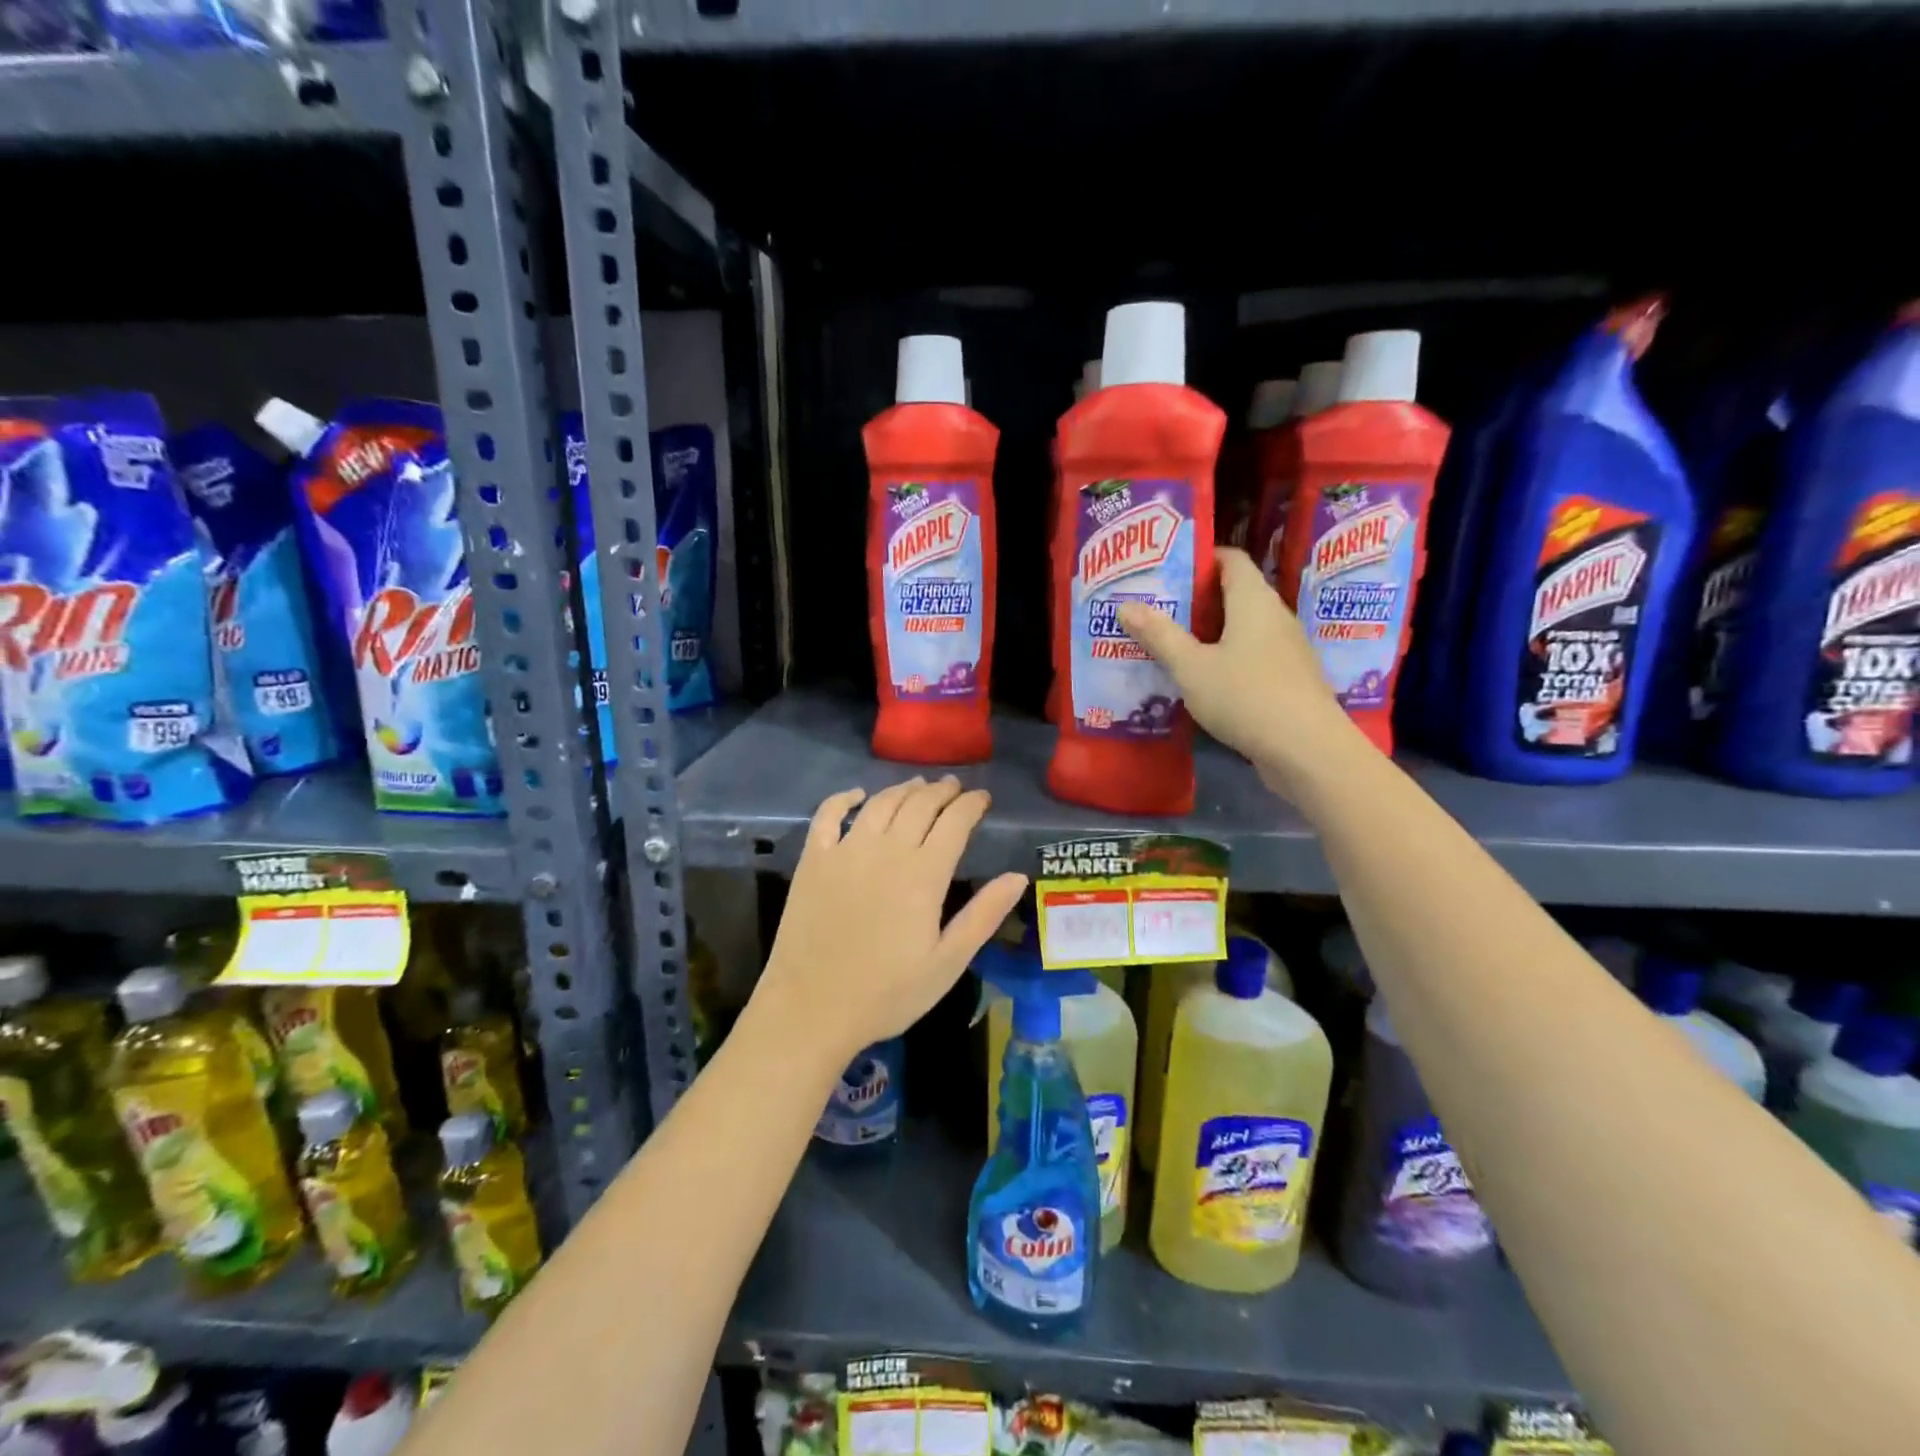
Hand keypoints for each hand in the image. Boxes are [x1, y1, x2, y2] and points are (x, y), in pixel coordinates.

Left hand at [754, 777, 1026, 1065]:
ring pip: (881, 804)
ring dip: (904, 789)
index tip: (983, 797)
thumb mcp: (947, 963)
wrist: (811, 1009)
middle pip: (920, 805)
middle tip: (955, 787)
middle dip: (942, 791)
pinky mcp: (813, 860)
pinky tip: (858, 795)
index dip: (972, 805)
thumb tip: (1018, 877)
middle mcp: (886, 850)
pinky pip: (828, 815)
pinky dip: (845, 798)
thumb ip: (983, 916)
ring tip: (919, 785)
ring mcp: (845, 851)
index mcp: (924, 874)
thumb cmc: (887, 993)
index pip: (955, 822)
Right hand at [1117, 546, 1365, 799]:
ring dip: (1210, 632)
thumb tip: (1125, 605)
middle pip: (1235, 593)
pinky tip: (1202, 678)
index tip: (1166, 569)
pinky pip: (1252, 655)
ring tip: (1171, 642)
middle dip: (1197, 598)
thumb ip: (1159, 636)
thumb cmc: (1245, 696)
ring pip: (1243, 627)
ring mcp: (1287, 649)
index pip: (1231, 559)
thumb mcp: (1191, 667)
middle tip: (1157, 607)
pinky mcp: (1289, 679)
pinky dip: (1226, 657)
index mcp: (1253, 600)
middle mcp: (1275, 616)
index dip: (1200, 558)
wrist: (1307, 750)